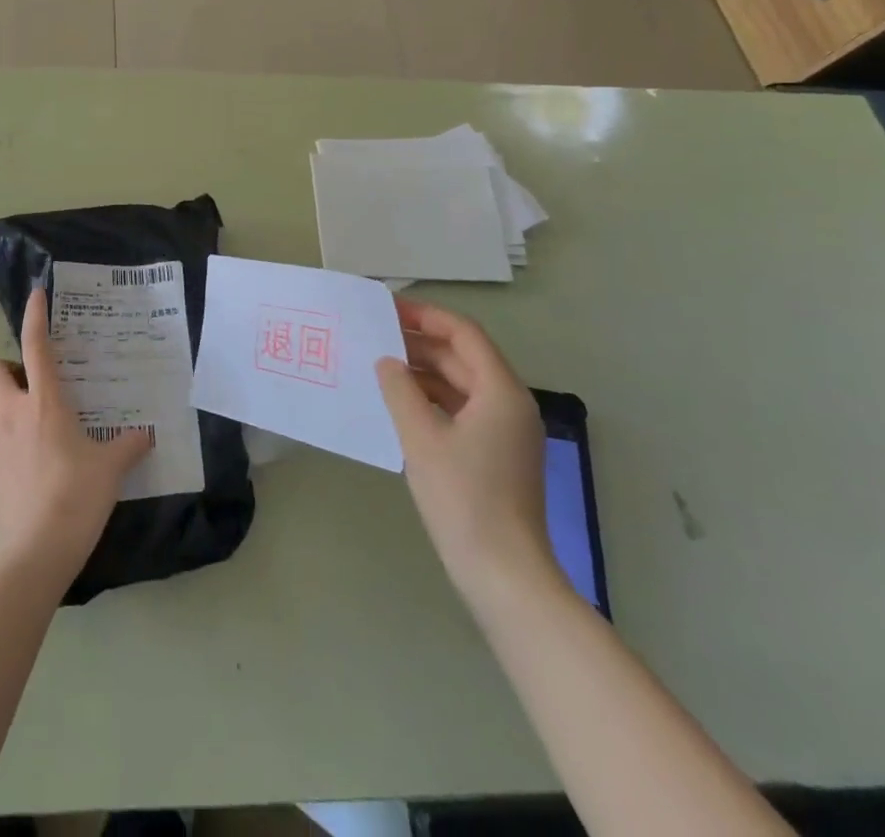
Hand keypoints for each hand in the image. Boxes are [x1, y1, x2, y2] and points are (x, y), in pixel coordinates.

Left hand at [0, 288, 151, 587]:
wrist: (34, 550)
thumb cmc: (76, 497)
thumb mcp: (111, 469)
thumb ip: (129, 446)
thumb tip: (148, 434)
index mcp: (44, 402)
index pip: (35, 346)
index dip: (35, 316)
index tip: (36, 295)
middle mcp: (10, 413)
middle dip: (6, 370)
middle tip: (29, 386)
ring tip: (18, 420)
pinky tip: (8, 462)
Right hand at [376, 299, 559, 605]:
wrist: (504, 574)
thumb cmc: (463, 498)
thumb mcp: (421, 437)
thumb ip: (400, 390)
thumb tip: (387, 362)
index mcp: (501, 391)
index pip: (463, 333)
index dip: (425, 316)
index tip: (386, 310)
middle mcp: (510, 404)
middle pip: (463, 356)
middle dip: (420, 343)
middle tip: (374, 336)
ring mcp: (506, 432)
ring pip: (461, 383)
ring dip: (423, 371)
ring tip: (380, 366)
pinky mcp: (497, 455)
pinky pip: (462, 409)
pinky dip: (432, 399)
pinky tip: (400, 404)